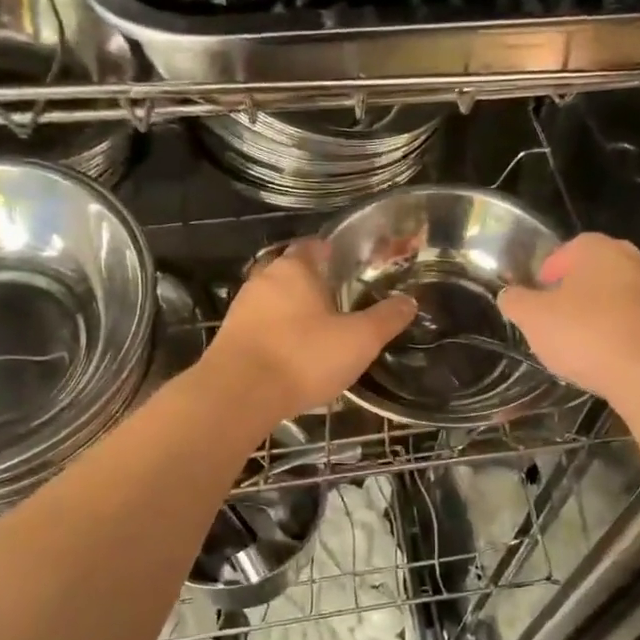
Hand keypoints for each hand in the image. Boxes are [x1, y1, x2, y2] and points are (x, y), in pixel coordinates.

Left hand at [203, 240, 416, 421]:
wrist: (239, 394)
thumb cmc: (304, 357)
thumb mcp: (359, 340)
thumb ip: (386, 319)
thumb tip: (409, 301)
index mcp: (295, 268)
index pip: (313, 246)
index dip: (331, 252)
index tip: (349, 264)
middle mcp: (264, 279)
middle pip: (291, 271)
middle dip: (312, 283)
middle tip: (339, 299)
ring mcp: (242, 308)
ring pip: (273, 300)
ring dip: (293, 310)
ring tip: (318, 329)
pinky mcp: (229, 337)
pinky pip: (261, 326)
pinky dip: (277, 333)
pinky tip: (291, 354)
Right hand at [499, 233, 639, 406]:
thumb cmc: (585, 333)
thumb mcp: (533, 318)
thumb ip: (516, 302)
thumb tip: (509, 295)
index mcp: (598, 248)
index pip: (566, 251)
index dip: (546, 274)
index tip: (536, 299)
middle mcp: (632, 259)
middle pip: (593, 273)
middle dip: (573, 294)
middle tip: (554, 321)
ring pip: (616, 298)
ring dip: (598, 314)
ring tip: (579, 344)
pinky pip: (634, 322)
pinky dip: (619, 334)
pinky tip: (606, 357)